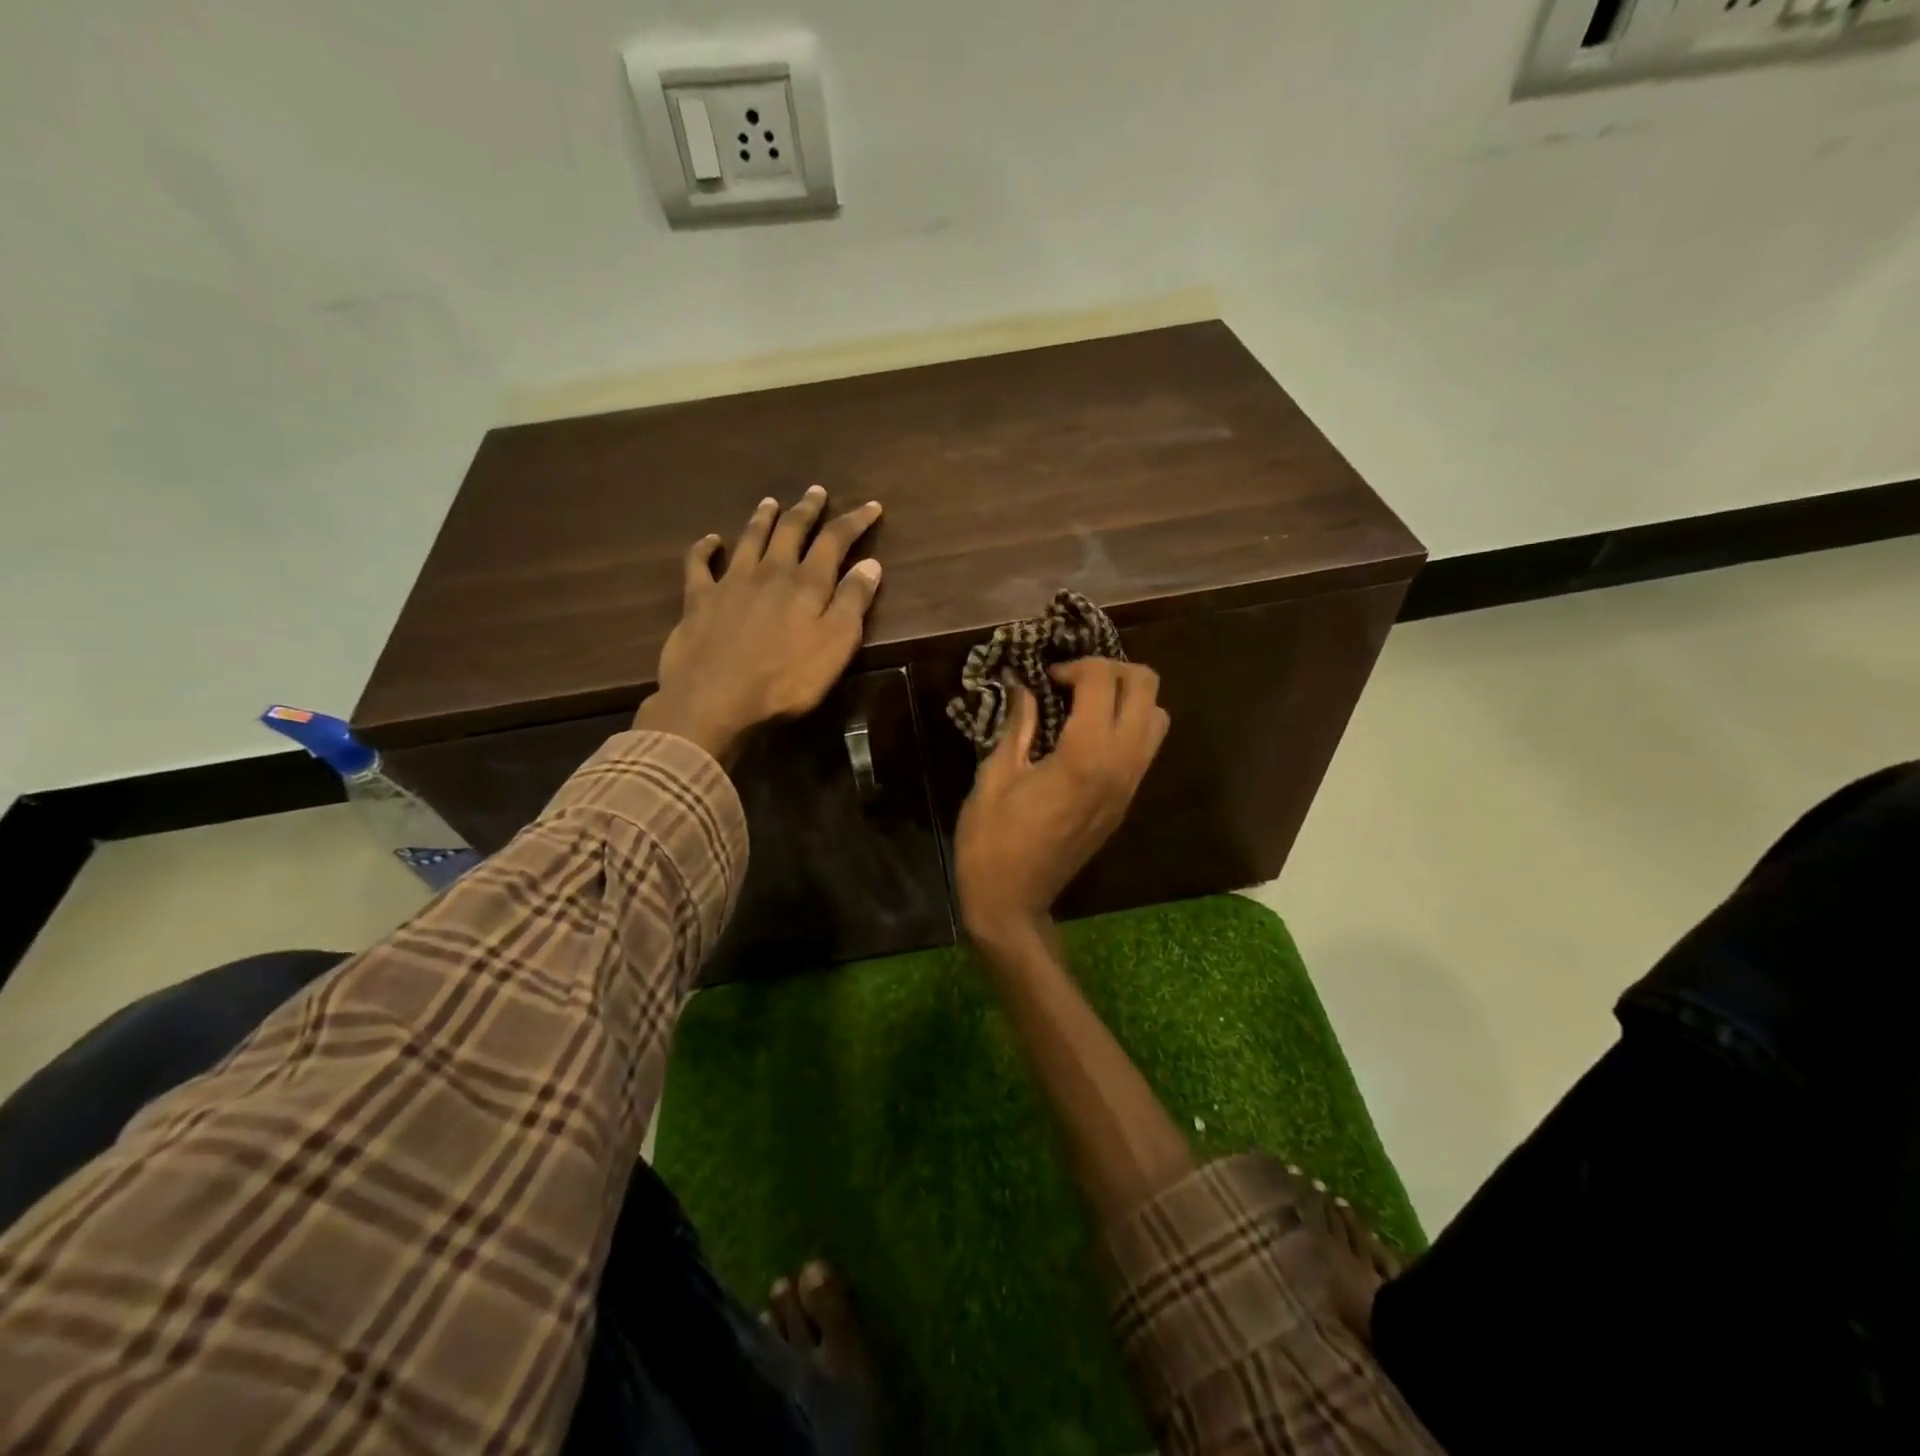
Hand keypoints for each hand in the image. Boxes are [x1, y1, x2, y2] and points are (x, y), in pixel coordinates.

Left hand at [635, 486, 882, 764]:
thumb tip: (871, 563)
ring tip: (771, 502)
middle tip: (816, 492)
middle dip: (807, 510)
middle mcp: (769, 573)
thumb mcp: (835, 645)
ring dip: (763, 519)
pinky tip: (711, 540)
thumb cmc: (785, 680)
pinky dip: (705, 548)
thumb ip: (853, 603)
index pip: (835, 541)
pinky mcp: (699, 600)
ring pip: (750, 539)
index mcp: (806, 584)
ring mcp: (730, 583)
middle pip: (791, 531)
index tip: (871, 506)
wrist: (715, 700)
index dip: (854, 522)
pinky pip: (699, 565)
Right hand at [954, 658, 1169, 946]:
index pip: (1104, 680)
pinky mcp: (1127, 801)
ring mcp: (1130, 785)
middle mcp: (1120, 765)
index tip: (1045, 678)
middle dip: (1111, 670)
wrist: (1012, 901)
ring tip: (1084, 705)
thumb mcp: (995, 775)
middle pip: (1146, 688)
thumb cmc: (992, 839)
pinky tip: (1086, 734)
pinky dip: (1128, 724)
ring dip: (1126, 697)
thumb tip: (1024, 685)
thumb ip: (1018, 724)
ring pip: (1157, 717)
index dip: (1075, 665)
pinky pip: (1146, 746)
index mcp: (1085, 755)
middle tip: (1072, 681)